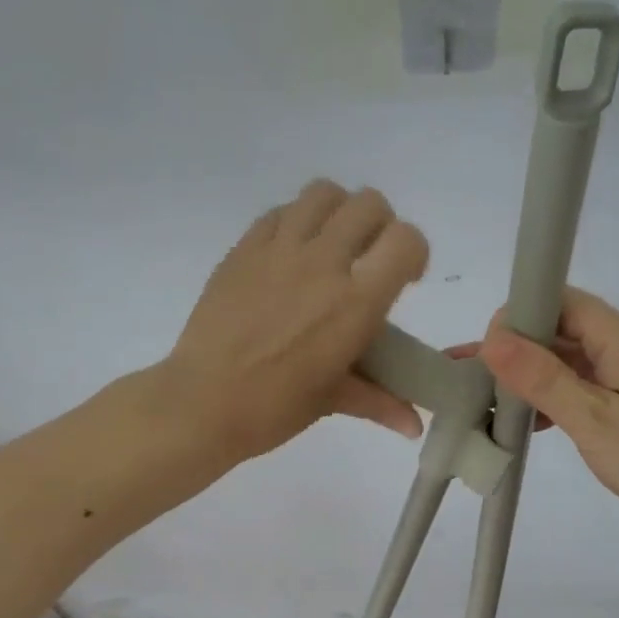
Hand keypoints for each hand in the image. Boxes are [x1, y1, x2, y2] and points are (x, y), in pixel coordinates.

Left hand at [163, 181, 429, 461]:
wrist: (203, 402)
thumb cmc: (275, 407)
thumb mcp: (334, 400)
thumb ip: (381, 400)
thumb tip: (415, 424)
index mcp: (356, 302)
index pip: (406, 240)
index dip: (414, 253)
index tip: (404, 278)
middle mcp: (323, 262)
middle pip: (369, 204)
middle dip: (380, 227)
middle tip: (368, 260)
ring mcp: (279, 248)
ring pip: (324, 193)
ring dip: (339, 212)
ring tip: (332, 245)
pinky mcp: (244, 247)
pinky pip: (281, 211)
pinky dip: (297, 221)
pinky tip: (291, 255)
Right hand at [477, 289, 618, 545]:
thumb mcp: (595, 419)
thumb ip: (543, 379)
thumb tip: (493, 338)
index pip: (559, 299)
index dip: (517, 315)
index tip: (484, 350)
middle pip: (560, 330)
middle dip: (513, 350)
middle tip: (467, 377)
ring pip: (569, 363)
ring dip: (530, 379)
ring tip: (484, 401)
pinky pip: (583, 390)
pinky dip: (553, 402)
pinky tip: (525, 424)